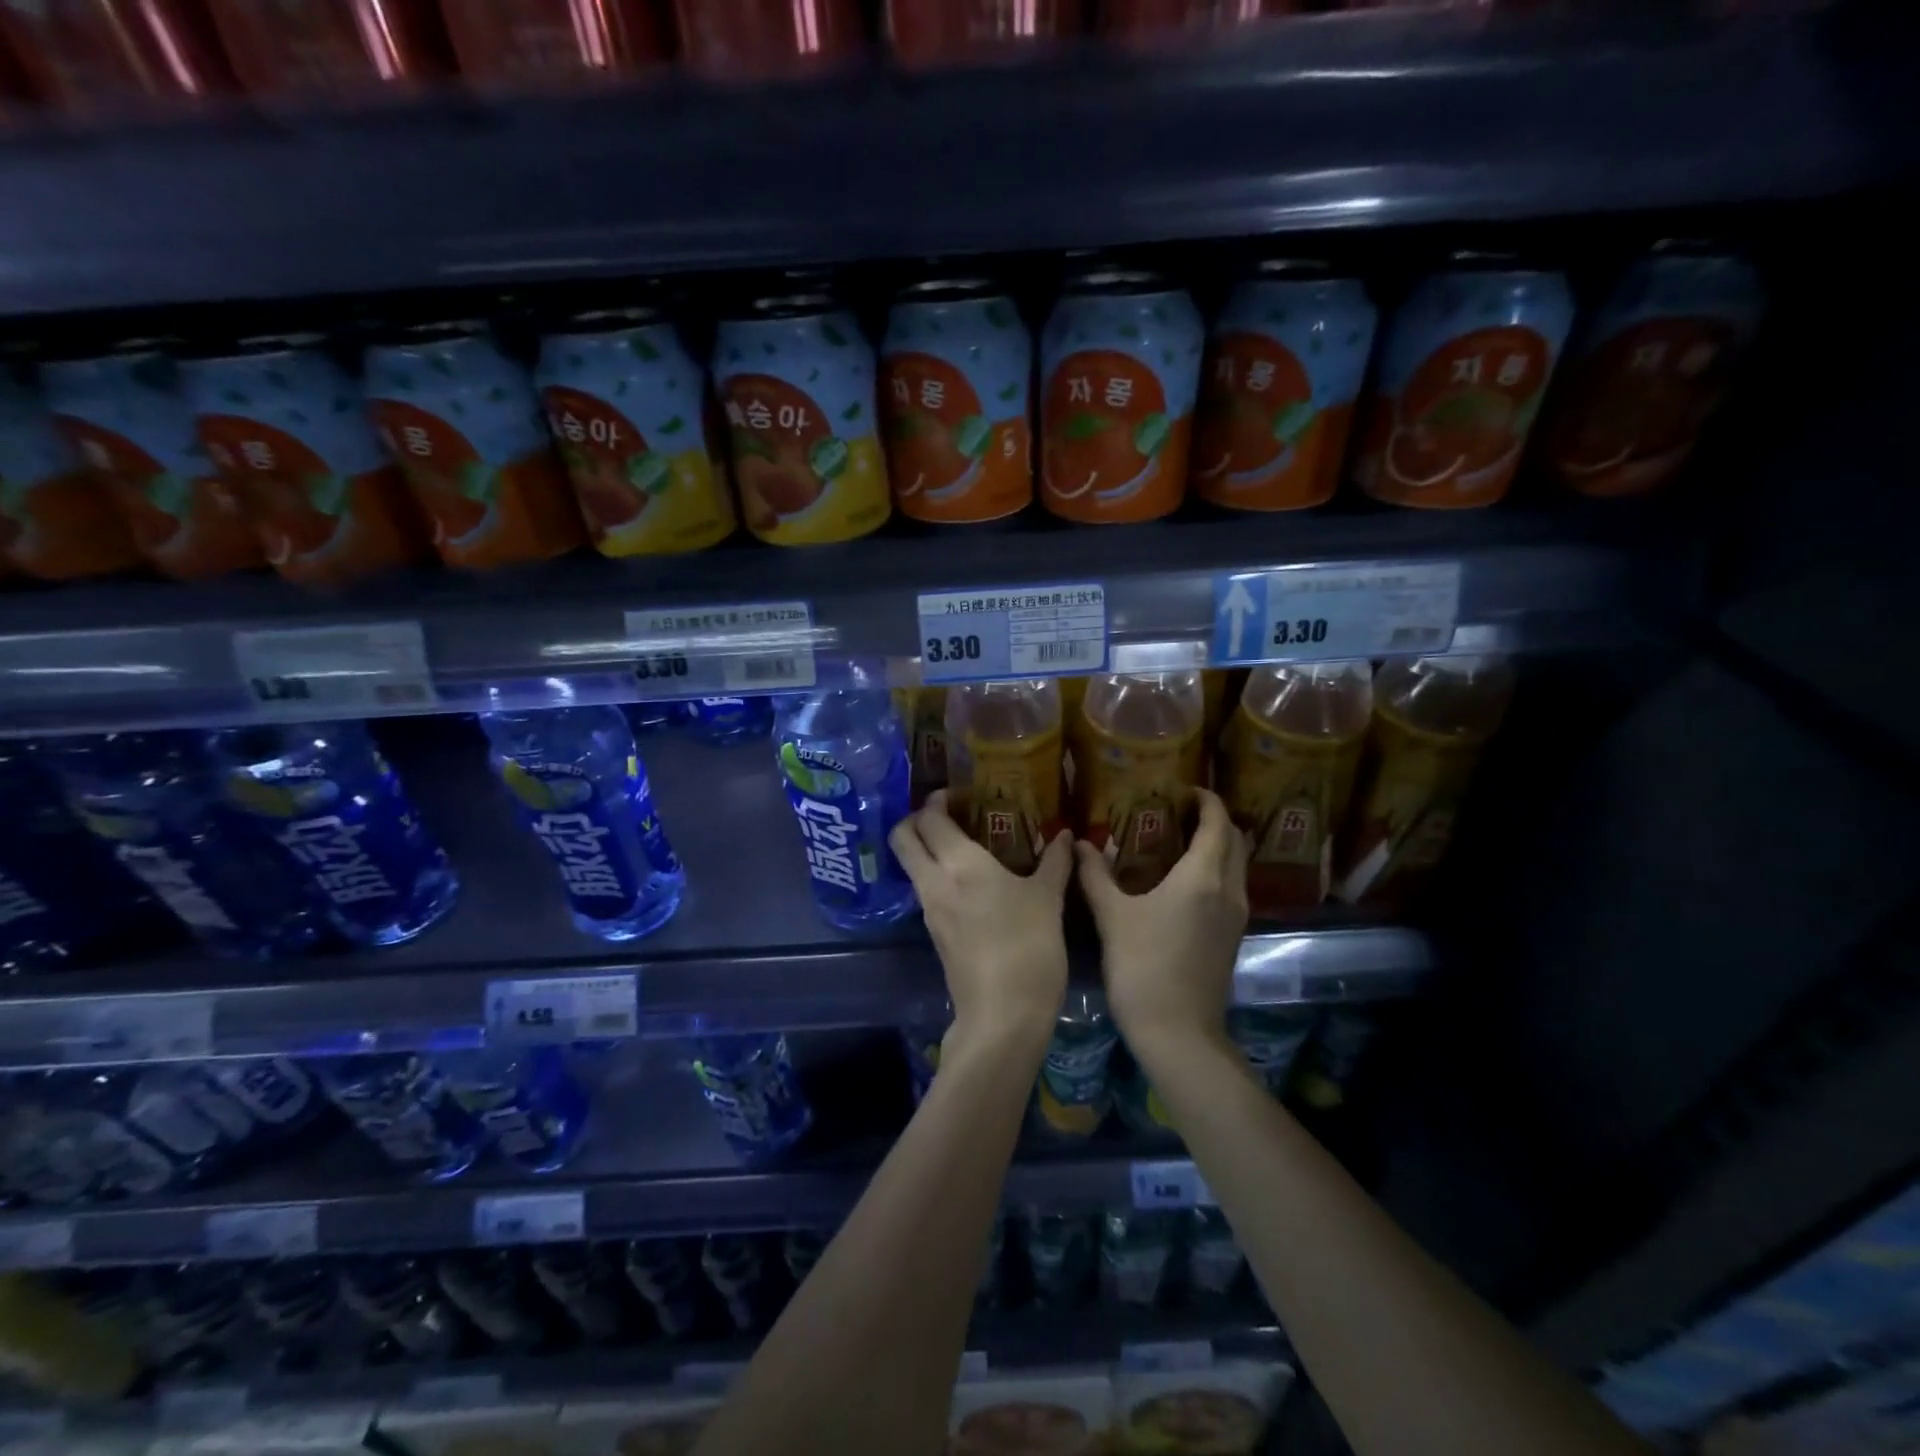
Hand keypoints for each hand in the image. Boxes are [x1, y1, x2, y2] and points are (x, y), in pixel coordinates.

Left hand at [890, 790, 1071, 1047]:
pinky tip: (969, 882)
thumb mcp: (1048, 900)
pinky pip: (926, 891)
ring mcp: (930, 910)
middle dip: (915, 819)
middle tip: (947, 815)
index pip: (929, 818)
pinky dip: (936, 876)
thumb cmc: (1028, 947)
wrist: (1003, 1015)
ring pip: (911, 866)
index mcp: (959, 863)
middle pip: (903, 838)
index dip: (937, 800)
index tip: (957, 794)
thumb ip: (1055, 862)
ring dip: (926, 849)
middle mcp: (934, 881)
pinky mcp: (935, 935)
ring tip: (964, 846)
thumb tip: (1067, 835)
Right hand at [1076, 787, 1248, 1058]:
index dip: (1206, 800)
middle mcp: (1229, 890)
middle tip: (1181, 811)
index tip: (1185, 789)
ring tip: (1181, 840)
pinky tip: (1185, 881)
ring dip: (1219, 845)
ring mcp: (1236, 916)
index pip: (1217, 823)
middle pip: (1235, 840)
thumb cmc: (1143, 967)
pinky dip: (1217, 871)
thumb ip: (1095, 875)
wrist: (1178, 1032)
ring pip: (1238, 866)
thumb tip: (1080, 843)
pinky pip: (1232, 888)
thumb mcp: (1112, 916)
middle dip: (1215, 819)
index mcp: (1203, 877)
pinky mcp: (1232, 937)